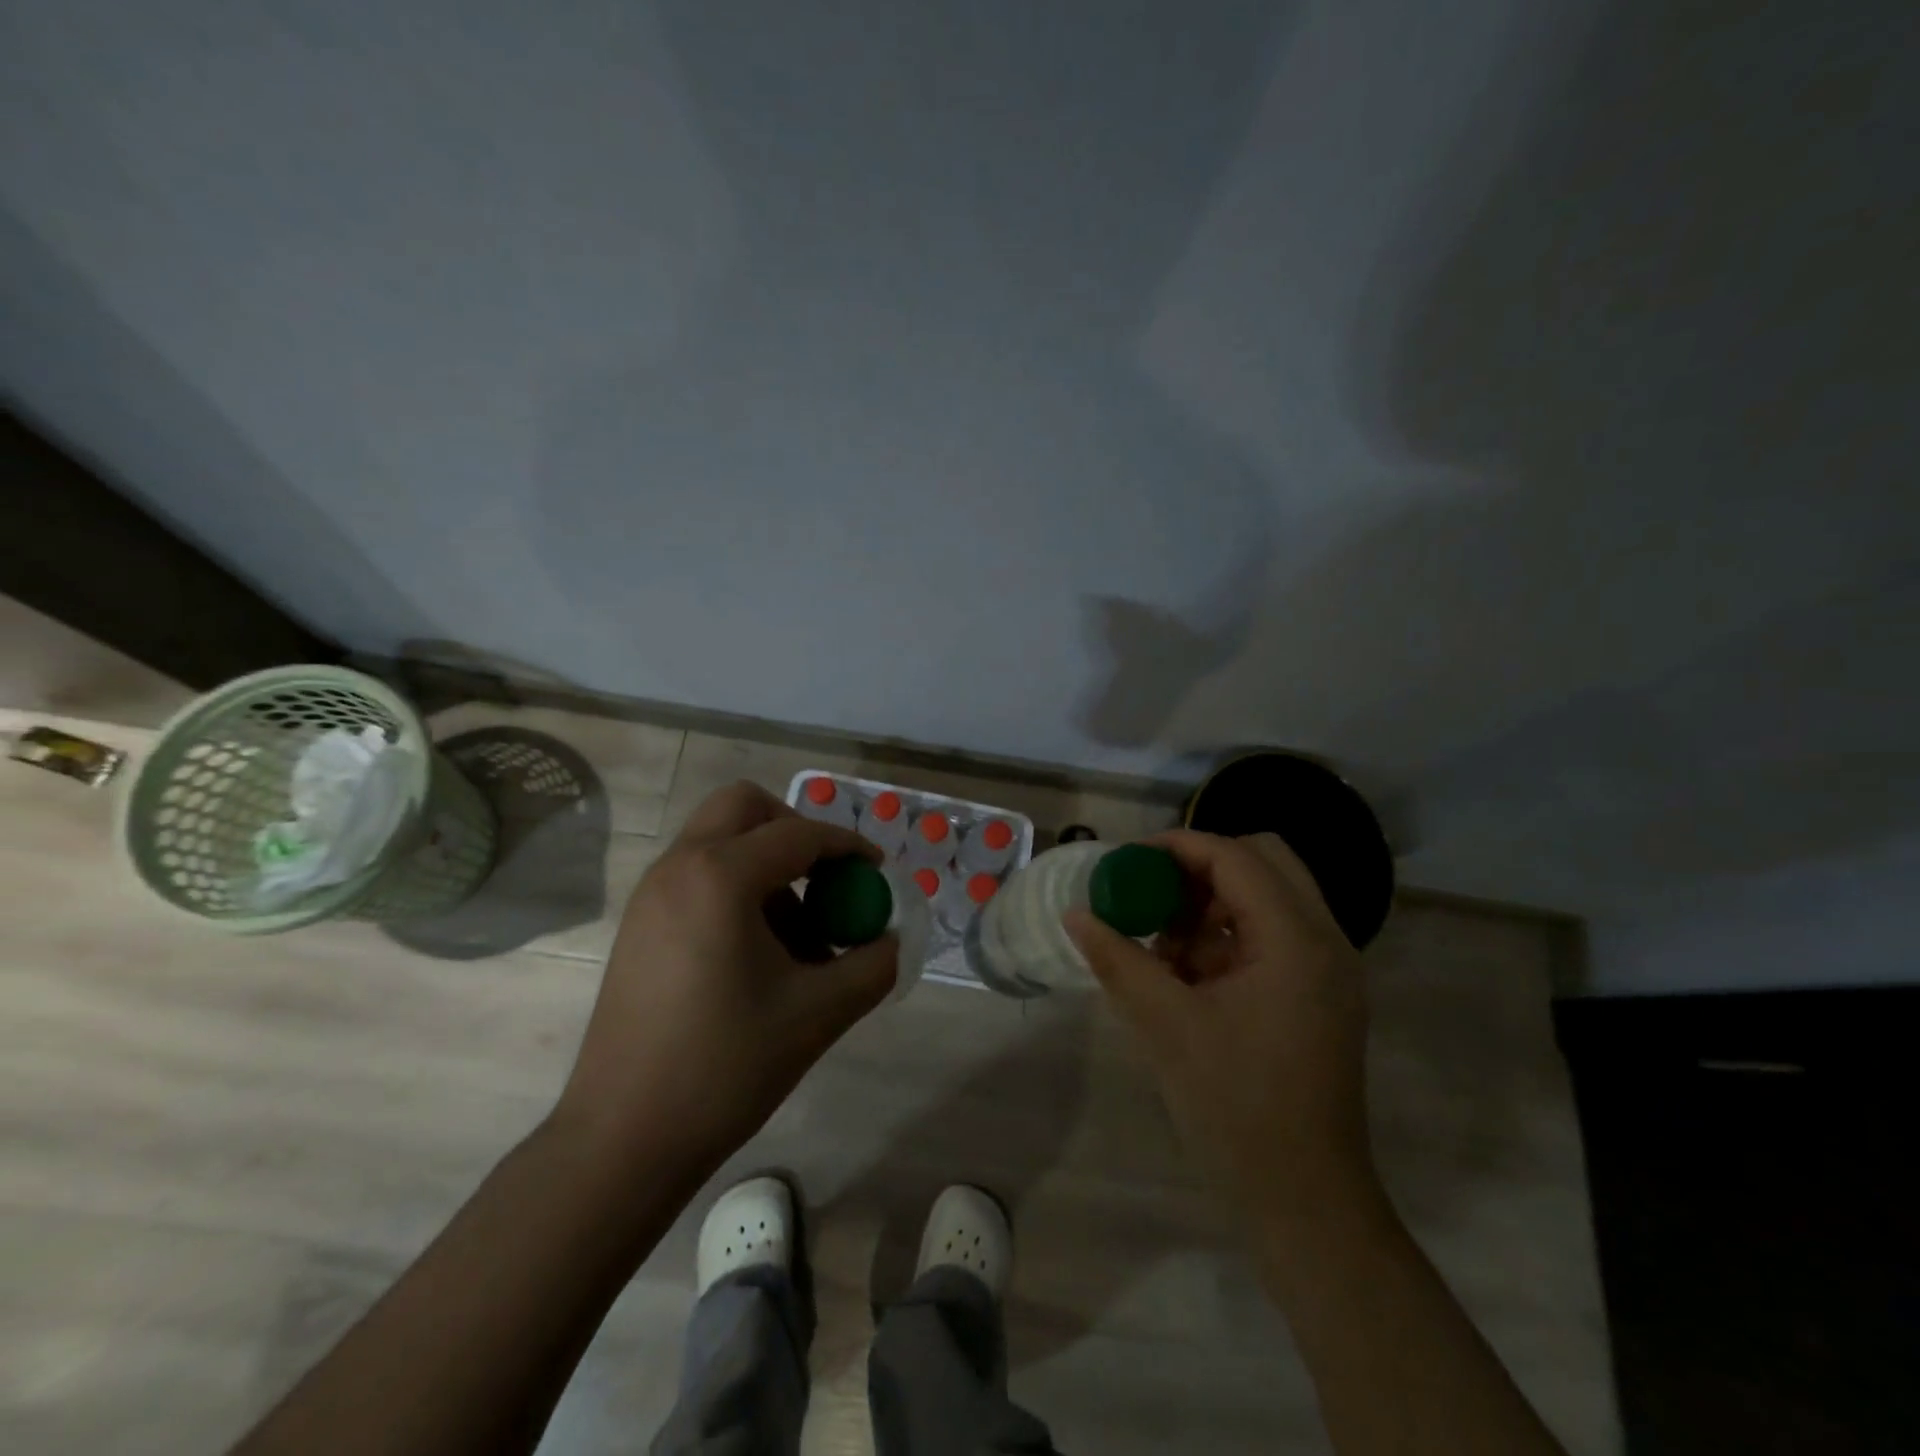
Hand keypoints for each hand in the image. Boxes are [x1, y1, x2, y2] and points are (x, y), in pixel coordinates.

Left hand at [554, 781, 898, 1173]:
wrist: (624, 1139)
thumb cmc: (726, 1066)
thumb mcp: (819, 1013)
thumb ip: (873, 965)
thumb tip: (892, 939)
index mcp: (720, 876)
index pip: (800, 833)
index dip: (847, 846)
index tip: (877, 871)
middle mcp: (679, 867)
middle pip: (744, 806)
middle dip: (794, 829)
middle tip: (825, 877)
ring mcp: (651, 895)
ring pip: (719, 840)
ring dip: (766, 863)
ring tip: (798, 935)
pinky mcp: (640, 925)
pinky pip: (698, 875)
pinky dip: (737, 887)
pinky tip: (759, 953)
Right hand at [1066, 831, 1379, 1231]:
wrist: (1304, 1200)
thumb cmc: (1236, 1108)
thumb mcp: (1166, 1026)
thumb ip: (1119, 960)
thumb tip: (1076, 915)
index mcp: (1296, 940)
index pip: (1235, 857)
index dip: (1177, 847)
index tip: (1127, 861)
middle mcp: (1325, 940)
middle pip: (1263, 860)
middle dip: (1200, 867)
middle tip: (1152, 891)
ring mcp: (1328, 969)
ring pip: (1268, 895)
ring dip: (1213, 901)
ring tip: (1162, 941)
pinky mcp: (1319, 994)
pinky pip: (1271, 934)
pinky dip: (1226, 934)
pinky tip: (1186, 972)